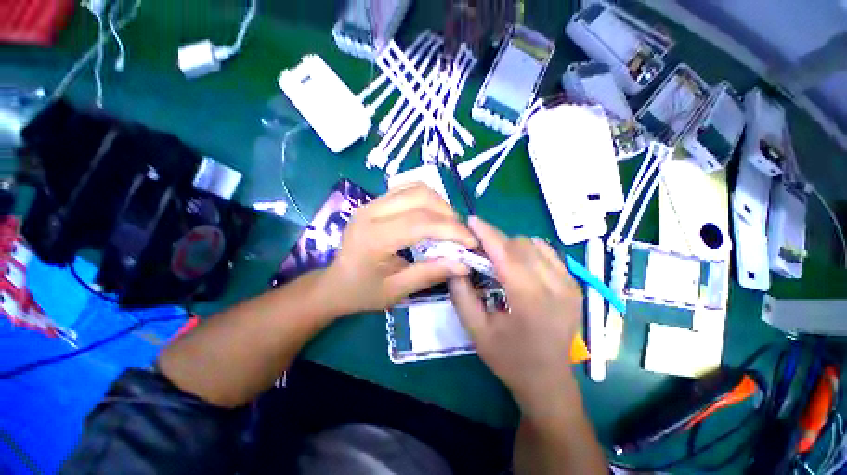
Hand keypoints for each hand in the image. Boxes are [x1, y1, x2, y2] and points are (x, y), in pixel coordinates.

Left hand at [324, 183, 476, 313]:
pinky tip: (432, 215)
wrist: (335, 283)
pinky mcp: (375, 201)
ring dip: (439, 204)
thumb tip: (464, 264)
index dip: (451, 230)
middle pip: (420, 197)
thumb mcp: (397, 290)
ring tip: (449, 225)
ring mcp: (371, 203)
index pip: (420, 222)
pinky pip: (407, 189)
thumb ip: (430, 273)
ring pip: (415, 188)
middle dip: (448, 214)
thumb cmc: (363, 292)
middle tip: (461, 234)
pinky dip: (426, 198)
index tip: (471, 242)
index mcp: (374, 238)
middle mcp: (371, 212)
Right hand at [449, 217, 582, 412]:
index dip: (487, 233)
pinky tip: (518, 263)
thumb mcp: (475, 330)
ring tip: (497, 259)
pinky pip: (548, 252)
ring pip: (535, 245)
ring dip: (511, 246)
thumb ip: (461, 295)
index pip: (506, 253)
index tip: (471, 220)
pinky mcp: (574, 285)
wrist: (548, 380)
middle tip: (479, 251)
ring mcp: (569, 284)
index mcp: (530, 300)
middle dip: (496, 241)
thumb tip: (455, 265)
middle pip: (520, 245)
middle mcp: (555, 286)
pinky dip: (529, 250)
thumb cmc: (509, 358)